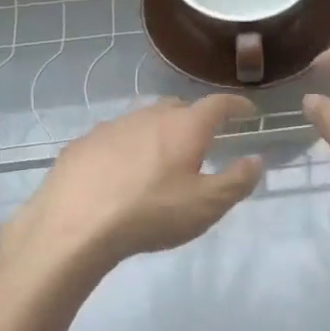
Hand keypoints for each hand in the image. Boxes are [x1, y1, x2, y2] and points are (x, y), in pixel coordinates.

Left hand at [0, 95, 264, 279]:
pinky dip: (126, 148)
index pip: (218, 104)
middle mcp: (149, 116)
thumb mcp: (206, 206)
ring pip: (144, 121)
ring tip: (161, 158)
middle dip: (195, 118)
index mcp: (185, 126)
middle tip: (203, 140)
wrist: (73, 227)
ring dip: (158, 133)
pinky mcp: (83, 144)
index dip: (236, 105)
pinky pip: (114, 138)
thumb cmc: (150, 214)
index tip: (247, 111)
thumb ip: (237, 181)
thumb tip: (255, 160)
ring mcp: (112, 126)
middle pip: (179, 107)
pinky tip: (120, 173)